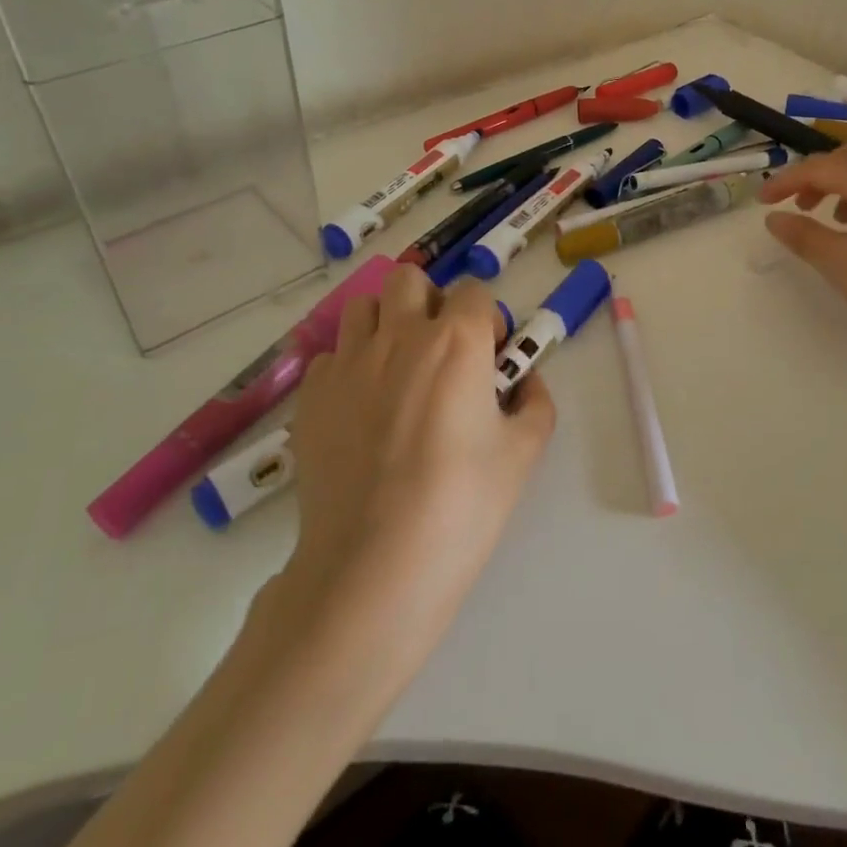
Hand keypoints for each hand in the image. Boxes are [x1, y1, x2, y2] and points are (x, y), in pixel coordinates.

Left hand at [268, 267, 554, 664]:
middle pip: (410, 279)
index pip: (473, 291)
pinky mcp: (311, 396)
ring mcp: (348, 363)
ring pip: (363, 307)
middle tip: (442, 351)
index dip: (486, 319)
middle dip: (431, 302)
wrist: (374, 567)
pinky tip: (360, 409)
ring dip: (386, 323)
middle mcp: (400, 335)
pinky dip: (349, 367)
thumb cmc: (461, 506)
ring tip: (397, 369)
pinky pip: (331, 356)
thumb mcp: (523, 453)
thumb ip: (535, 403)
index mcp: (456, 341)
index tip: (490, 358)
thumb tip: (526, 383)